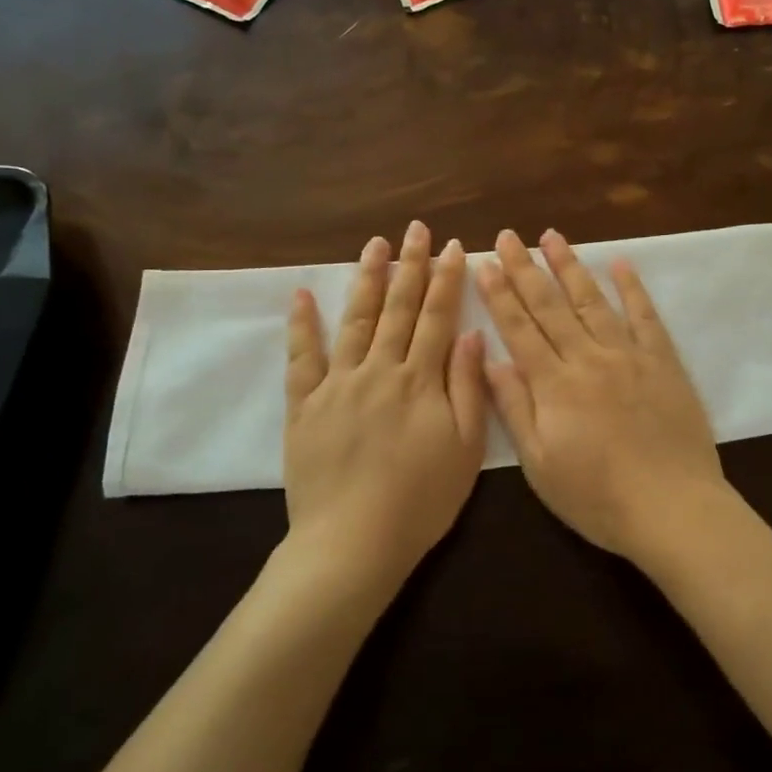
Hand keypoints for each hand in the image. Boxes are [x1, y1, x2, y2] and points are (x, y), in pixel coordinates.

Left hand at [284, 221, 487, 586]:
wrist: (352, 543)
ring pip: (356, 320)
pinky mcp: (304, 405)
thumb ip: (467, 387)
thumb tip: (468, 333)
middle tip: (416, 229)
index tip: (453, 246)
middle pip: (398, 308)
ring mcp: (338, 384)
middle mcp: (379, 370)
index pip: (437, 317)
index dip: (446, 279)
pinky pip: (302, 358)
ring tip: (375, 245)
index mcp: (420, 380)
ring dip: (367, 280)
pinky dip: (302, 325)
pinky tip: (303, 294)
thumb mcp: (464, 448)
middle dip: (410, 265)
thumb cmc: (420, 501)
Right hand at [476, 228, 728, 560]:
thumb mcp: (541, 465)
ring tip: (553, 236)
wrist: (673, 508)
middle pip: (550, 306)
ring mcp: (628, 355)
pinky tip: (621, 263)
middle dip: (525, 268)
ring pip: (592, 301)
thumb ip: (516, 409)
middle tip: (508, 235)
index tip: (485, 262)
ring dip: (570, 266)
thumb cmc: (598, 497)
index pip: (519, 329)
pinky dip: (632, 288)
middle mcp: (587, 358)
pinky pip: (645, 316)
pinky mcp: (662, 361)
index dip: (499, 295)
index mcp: (554, 385)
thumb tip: (491, 360)